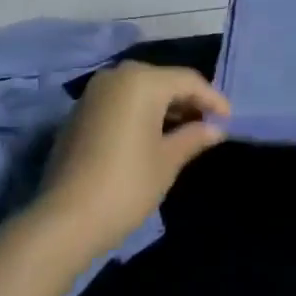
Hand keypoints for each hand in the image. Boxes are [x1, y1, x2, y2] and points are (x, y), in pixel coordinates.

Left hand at [38, 63, 229, 260]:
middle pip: (163, 80)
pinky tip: (153, 136)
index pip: (188, 81)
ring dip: (164, 107)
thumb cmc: (127, 184)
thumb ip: (194, 137)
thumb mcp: (167, 160)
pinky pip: (121, 102)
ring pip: (140, 90)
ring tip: (186, 132)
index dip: (212, 99)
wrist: (66, 219)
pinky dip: (141, 112)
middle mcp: (117, 76)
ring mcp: (94, 93)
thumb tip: (215, 129)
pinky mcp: (80, 112)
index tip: (229, 119)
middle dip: (187, 100)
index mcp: (142, 80)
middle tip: (209, 125)